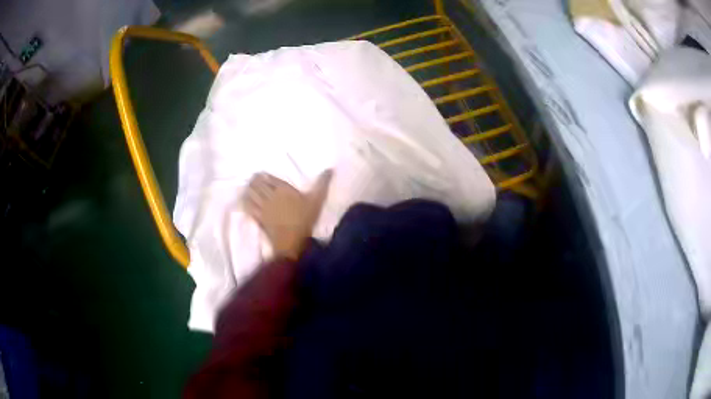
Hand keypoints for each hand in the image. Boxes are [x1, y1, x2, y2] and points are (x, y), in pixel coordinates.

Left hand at [243, 171, 331, 259]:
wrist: (292, 243)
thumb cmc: (305, 220)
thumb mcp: (317, 200)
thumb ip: (322, 184)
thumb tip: (330, 169)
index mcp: (283, 189)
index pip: (269, 179)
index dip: (263, 175)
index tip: (260, 173)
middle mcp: (270, 196)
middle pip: (257, 185)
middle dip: (253, 181)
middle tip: (252, 178)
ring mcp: (262, 208)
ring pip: (251, 195)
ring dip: (248, 189)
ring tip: (247, 187)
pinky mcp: (259, 219)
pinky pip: (249, 208)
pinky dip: (245, 202)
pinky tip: (243, 201)